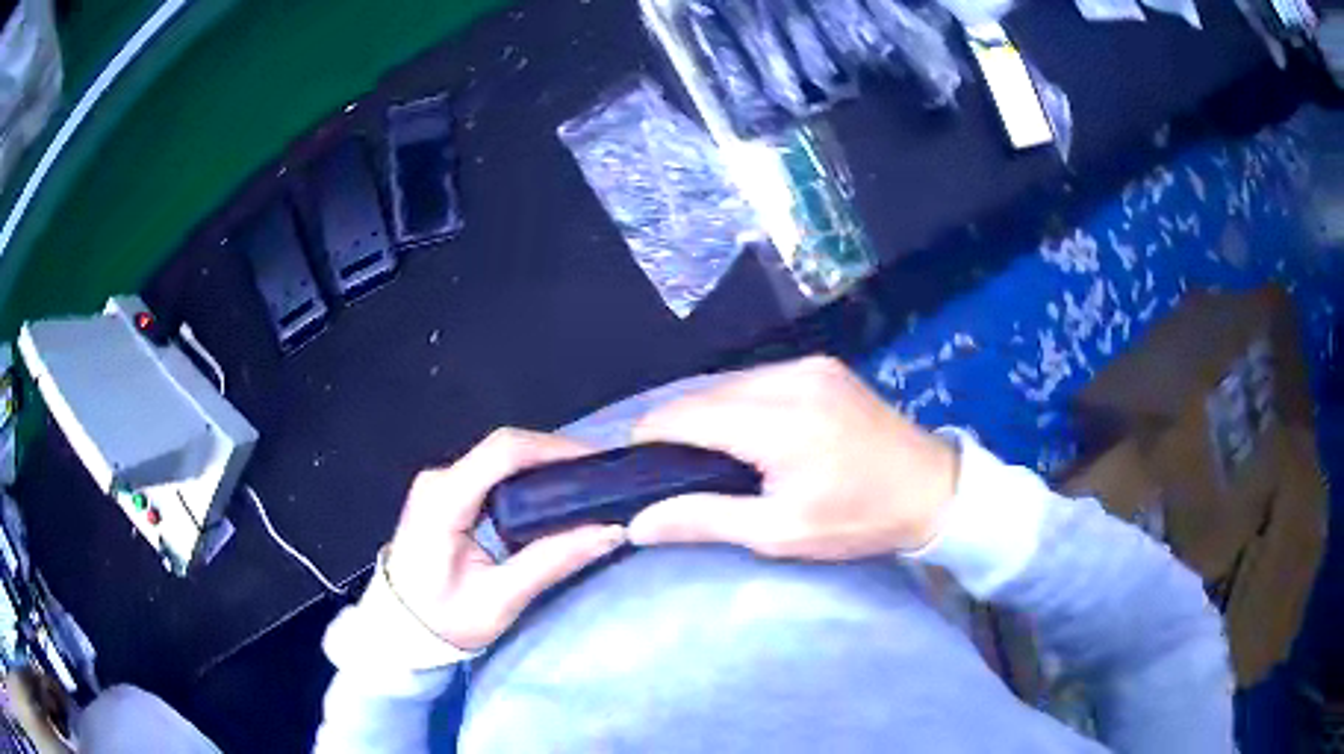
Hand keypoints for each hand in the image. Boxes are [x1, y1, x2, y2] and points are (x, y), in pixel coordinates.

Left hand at [385, 429, 625, 650]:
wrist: (401, 629)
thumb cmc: (445, 619)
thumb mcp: (500, 599)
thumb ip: (551, 561)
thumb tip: (610, 530)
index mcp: (444, 498)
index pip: (503, 452)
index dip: (554, 449)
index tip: (598, 463)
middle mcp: (440, 478)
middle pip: (505, 448)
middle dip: (557, 455)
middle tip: (602, 476)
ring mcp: (441, 482)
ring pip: (501, 456)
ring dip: (545, 463)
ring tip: (588, 483)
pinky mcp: (447, 492)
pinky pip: (494, 471)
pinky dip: (528, 475)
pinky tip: (555, 492)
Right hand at [629, 356, 957, 559]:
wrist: (932, 488)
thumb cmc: (858, 520)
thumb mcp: (781, 533)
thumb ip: (705, 519)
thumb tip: (638, 522)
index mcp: (779, 422)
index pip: (687, 415)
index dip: (649, 435)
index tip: (631, 463)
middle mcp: (789, 379)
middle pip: (704, 393)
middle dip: (676, 426)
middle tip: (668, 469)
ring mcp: (808, 366)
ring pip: (729, 383)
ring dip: (706, 413)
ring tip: (704, 454)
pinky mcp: (821, 366)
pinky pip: (758, 379)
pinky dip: (738, 402)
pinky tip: (743, 432)